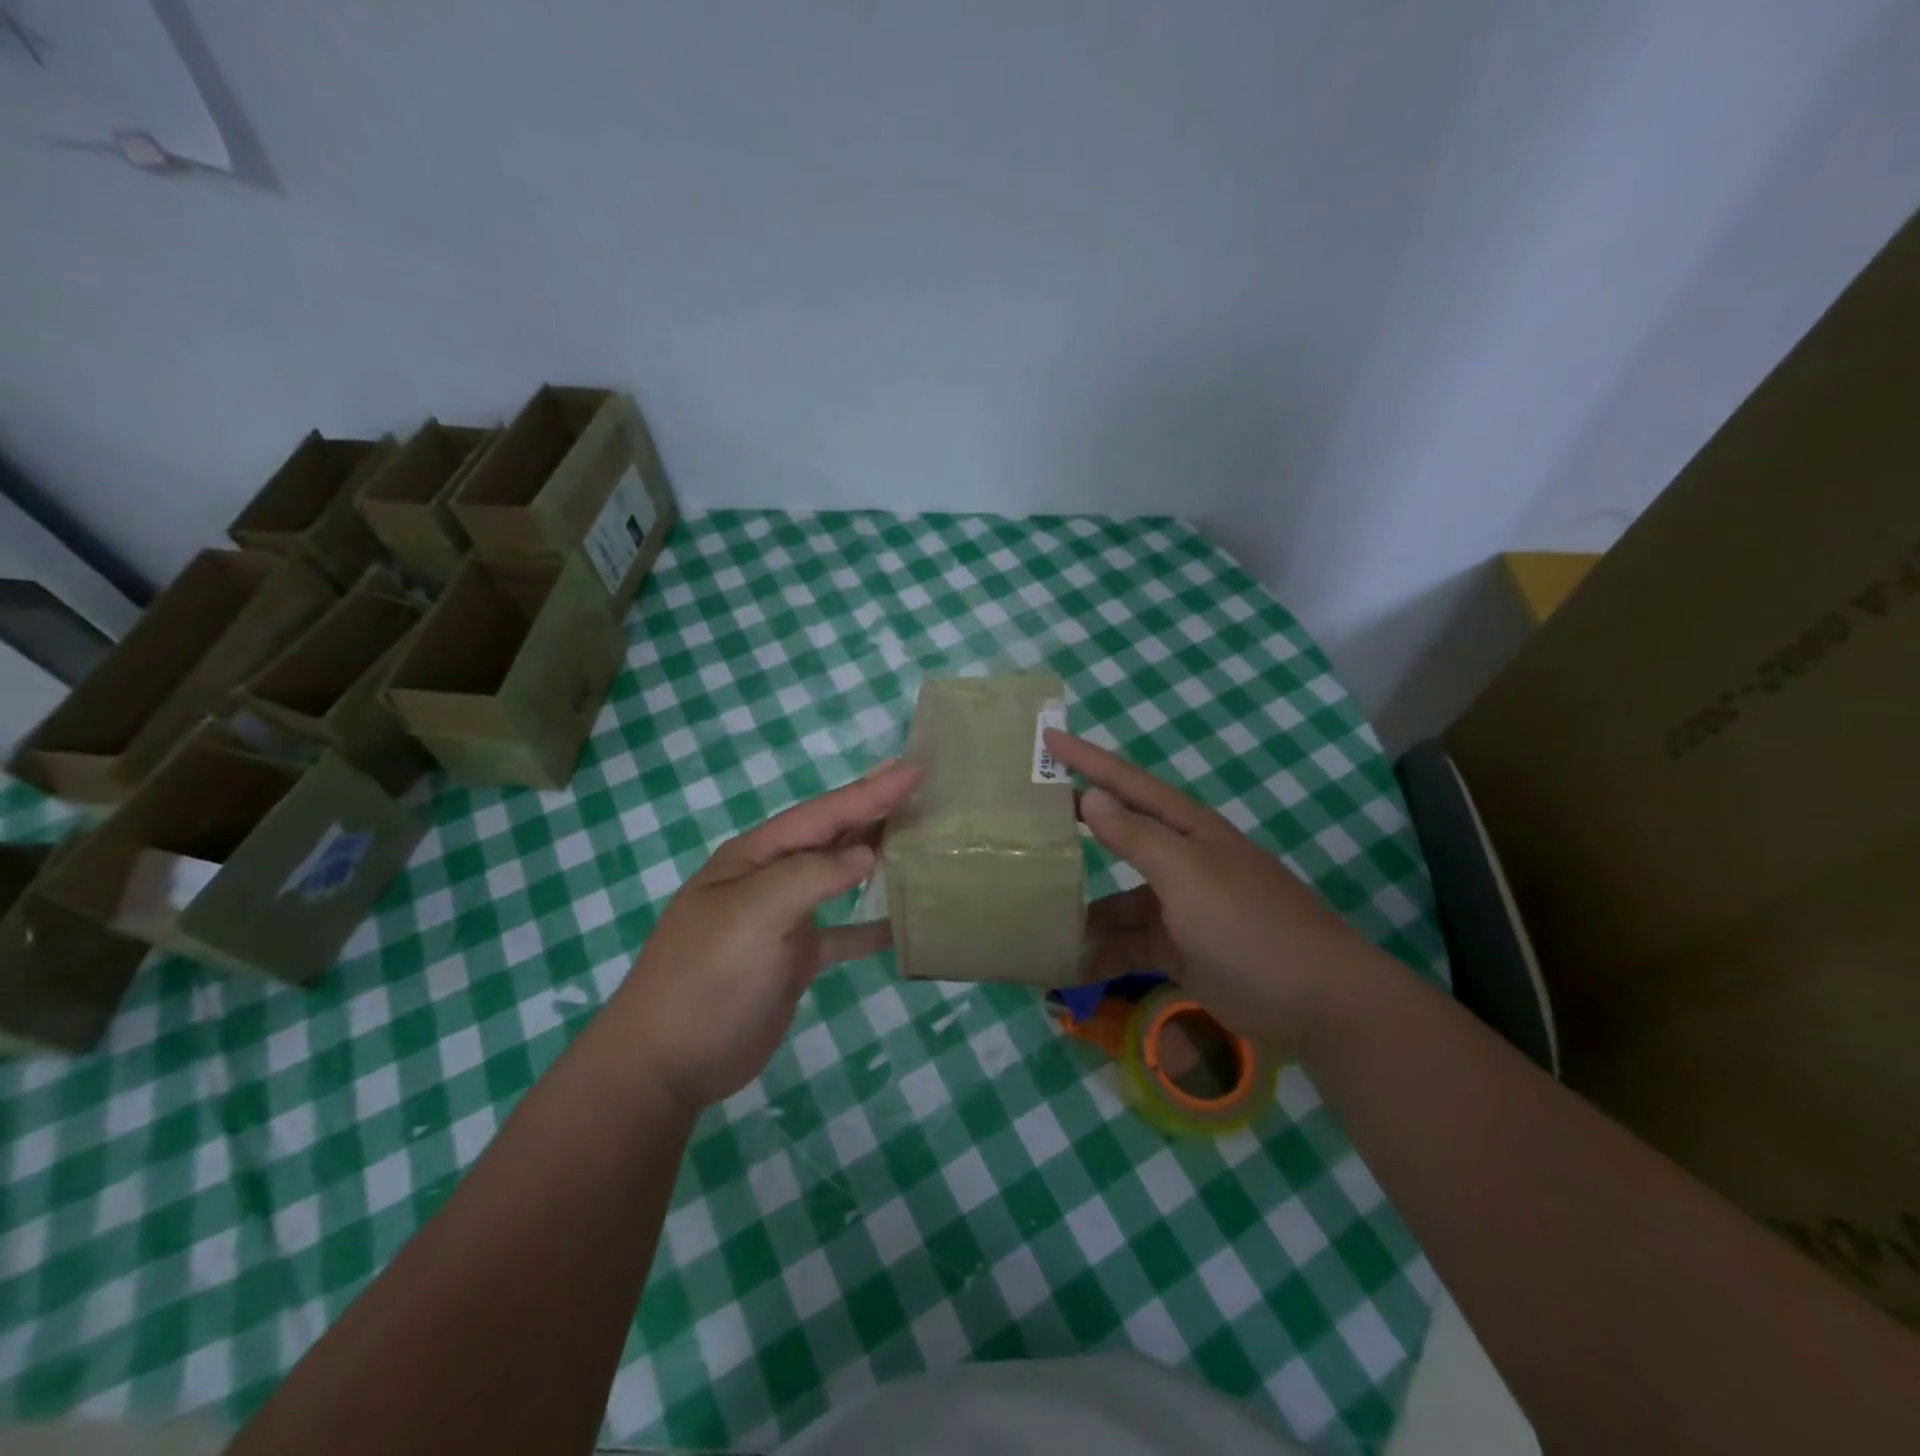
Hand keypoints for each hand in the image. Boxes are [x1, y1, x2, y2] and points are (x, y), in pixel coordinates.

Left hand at [609, 761, 919, 1112]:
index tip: (916, 769)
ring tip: (919, 839)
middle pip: (832, 836)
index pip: (823, 813)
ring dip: (875, 857)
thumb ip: (812, 875)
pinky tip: (902, 922)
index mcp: (756, 856)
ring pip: (839, 878)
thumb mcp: (756, 913)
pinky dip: (870, 926)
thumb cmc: (708, 976)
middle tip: (924, 789)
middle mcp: (771, 878)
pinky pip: (842, 933)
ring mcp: (783, 919)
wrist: (668, 1062)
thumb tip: (866, 854)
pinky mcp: (794, 958)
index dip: (870, 791)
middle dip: (874, 811)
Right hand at [1047, 730, 1370, 1050]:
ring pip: (1119, 900)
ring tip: (1033, 912)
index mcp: (1187, 830)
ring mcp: (1181, 908)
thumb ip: (1137, 837)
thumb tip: (1091, 797)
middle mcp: (1182, 861)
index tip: (1047, 739)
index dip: (1088, 760)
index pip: (1128, 783)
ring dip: (1084, 910)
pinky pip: (1130, 945)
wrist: (1316, 1002)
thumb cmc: (1249, 923)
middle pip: (1120, 838)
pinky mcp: (1180, 950)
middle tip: (1026, 820)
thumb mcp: (1187, 874)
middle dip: (1078, 829)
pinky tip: (1067, 965)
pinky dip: (1103, 953)